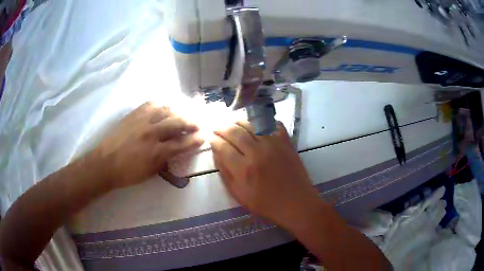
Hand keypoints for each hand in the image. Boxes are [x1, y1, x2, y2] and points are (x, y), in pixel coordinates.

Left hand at [96, 102, 203, 188]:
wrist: (105, 163)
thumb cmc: (128, 173)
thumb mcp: (150, 172)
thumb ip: (165, 160)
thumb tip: (175, 151)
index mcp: (156, 152)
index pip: (182, 143)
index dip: (195, 140)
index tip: (203, 137)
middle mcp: (152, 133)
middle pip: (177, 123)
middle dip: (191, 123)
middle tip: (197, 124)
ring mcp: (142, 121)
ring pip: (166, 110)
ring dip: (177, 112)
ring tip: (180, 116)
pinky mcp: (133, 114)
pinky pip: (151, 104)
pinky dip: (160, 106)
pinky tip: (162, 109)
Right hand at [211, 121, 319, 226]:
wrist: (296, 203)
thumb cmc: (266, 204)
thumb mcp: (239, 195)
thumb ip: (226, 173)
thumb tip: (217, 154)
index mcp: (244, 168)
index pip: (223, 147)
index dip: (214, 141)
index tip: (211, 139)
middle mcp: (257, 152)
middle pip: (235, 132)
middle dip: (222, 128)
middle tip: (217, 128)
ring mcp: (273, 144)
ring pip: (252, 124)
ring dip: (239, 121)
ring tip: (233, 123)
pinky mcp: (286, 142)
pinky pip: (273, 124)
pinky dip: (264, 121)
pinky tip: (257, 123)